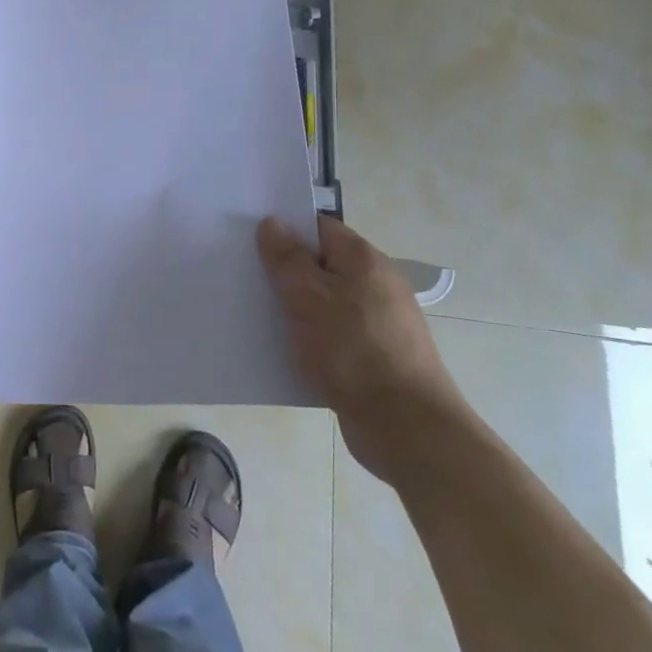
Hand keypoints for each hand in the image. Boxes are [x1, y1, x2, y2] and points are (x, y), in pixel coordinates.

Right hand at [257, 215, 472, 482]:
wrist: (406, 428)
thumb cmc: (353, 350)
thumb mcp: (309, 297)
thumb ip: (287, 259)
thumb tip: (273, 223)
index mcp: (364, 261)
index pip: (319, 228)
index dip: (285, 229)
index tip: (249, 239)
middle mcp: (375, 286)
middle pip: (321, 266)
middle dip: (285, 271)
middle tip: (245, 276)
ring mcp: (377, 324)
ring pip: (324, 304)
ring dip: (294, 309)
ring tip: (255, 313)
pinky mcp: (372, 359)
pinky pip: (331, 337)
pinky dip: (309, 339)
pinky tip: (283, 350)